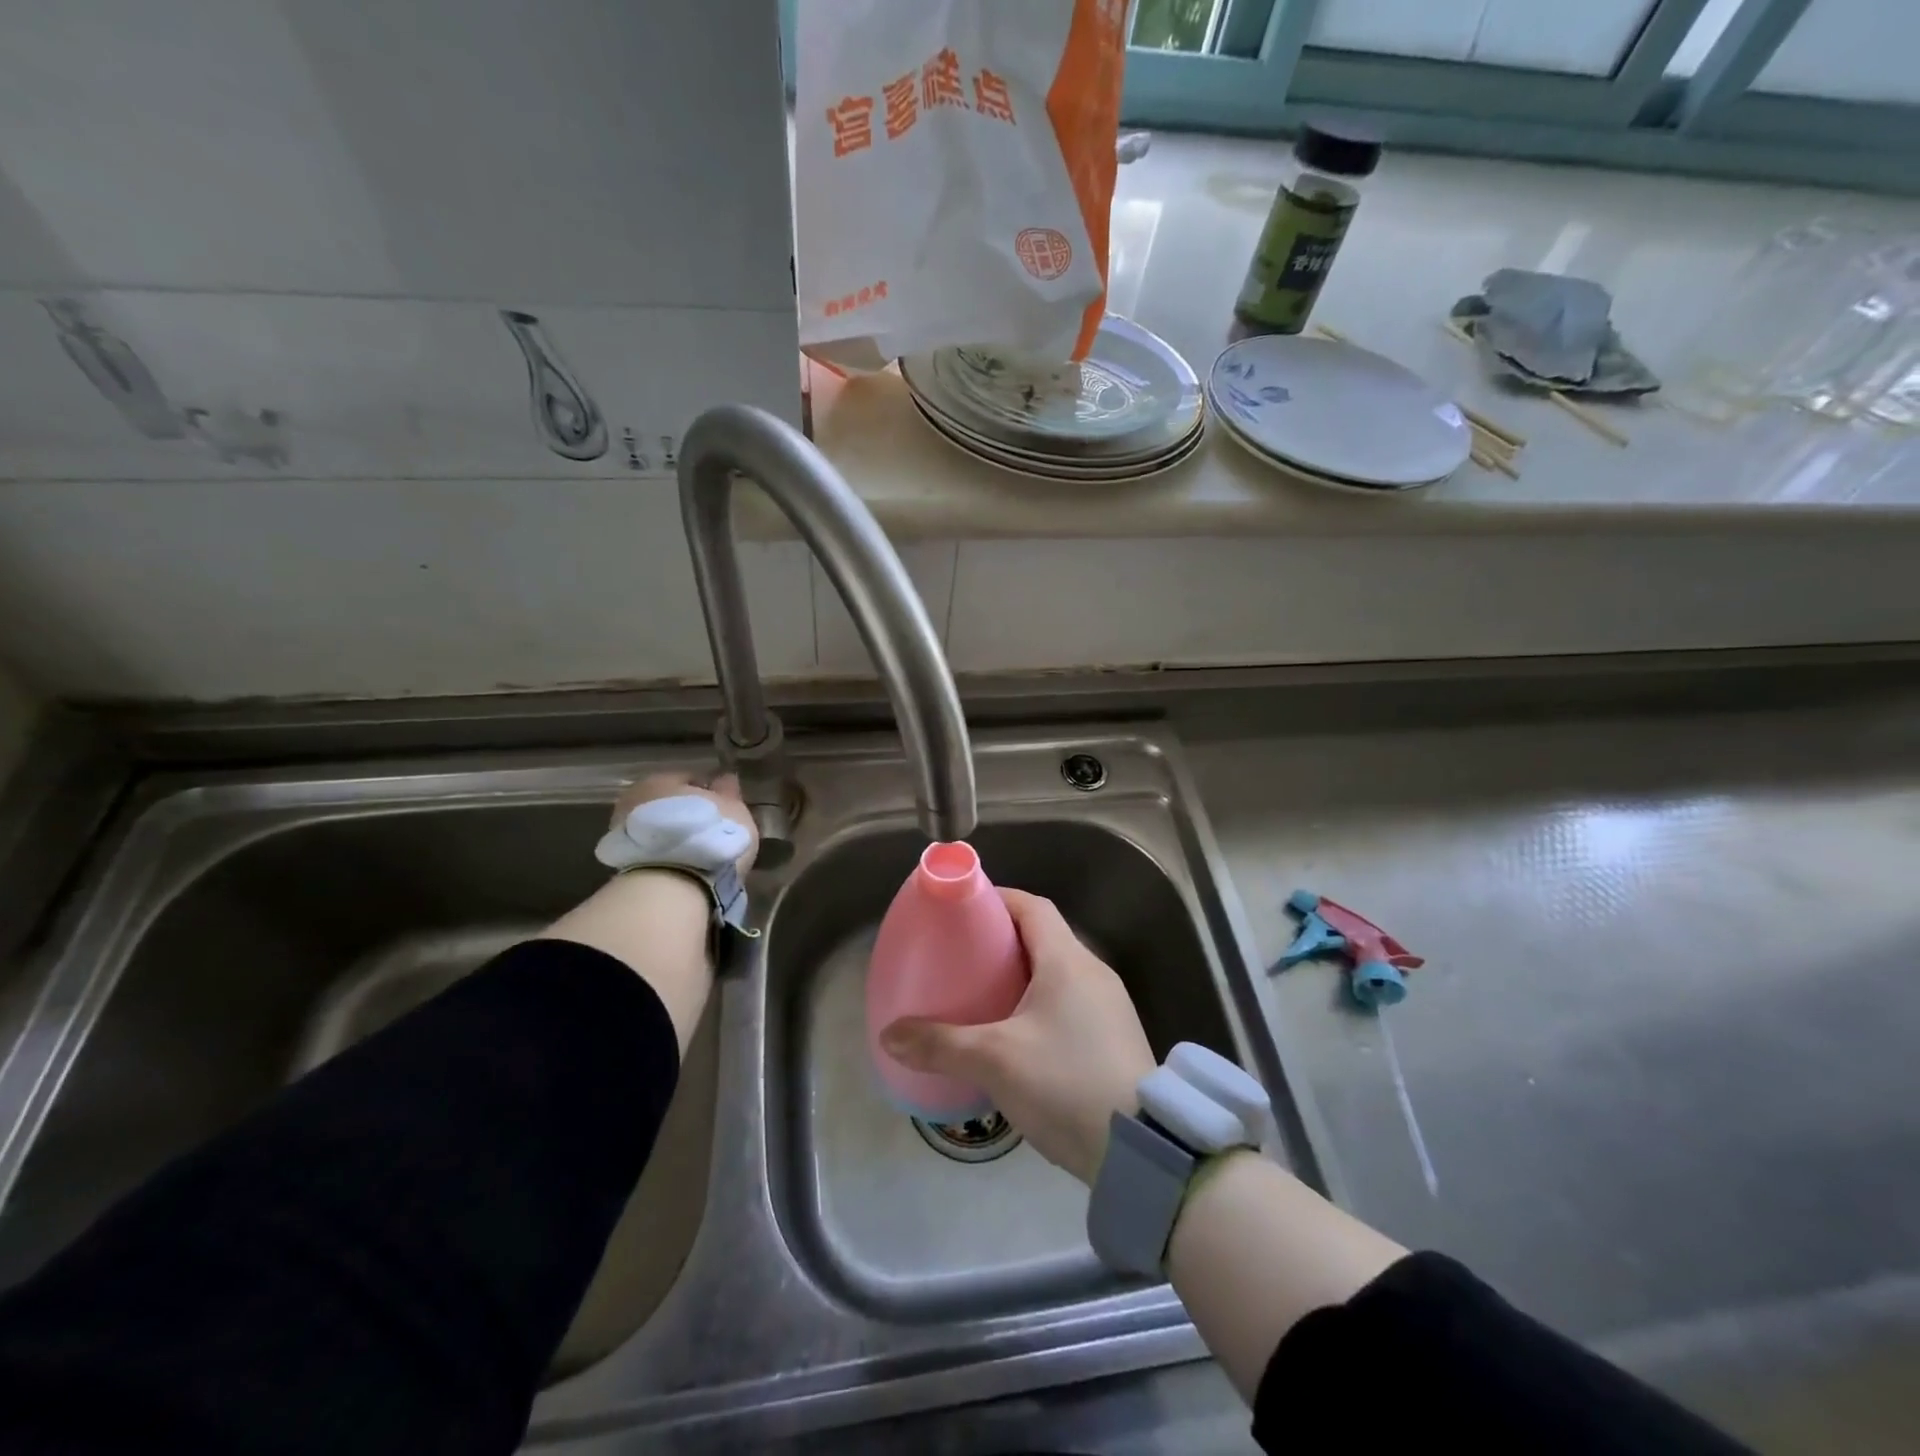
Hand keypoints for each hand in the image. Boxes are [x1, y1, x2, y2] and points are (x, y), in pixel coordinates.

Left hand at [612, 771, 758, 872]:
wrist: (672, 885)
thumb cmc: (709, 835)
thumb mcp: (733, 808)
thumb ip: (728, 791)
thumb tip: (724, 778)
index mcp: (662, 778)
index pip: (690, 778)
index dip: (709, 792)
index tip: (724, 809)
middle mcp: (635, 798)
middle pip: (668, 803)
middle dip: (686, 814)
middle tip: (711, 832)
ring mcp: (623, 832)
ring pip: (657, 829)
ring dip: (674, 837)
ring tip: (698, 854)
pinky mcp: (621, 863)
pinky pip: (651, 852)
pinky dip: (665, 856)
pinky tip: (684, 868)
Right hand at [880, 888, 1155, 1184]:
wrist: (1141, 1149)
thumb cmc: (1065, 1083)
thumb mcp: (995, 1061)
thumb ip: (940, 1044)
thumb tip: (889, 1035)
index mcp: (1067, 961)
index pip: (1032, 906)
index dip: (998, 900)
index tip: (964, 911)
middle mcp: (1093, 972)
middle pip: (1045, 936)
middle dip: (1003, 939)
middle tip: (964, 957)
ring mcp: (1109, 1005)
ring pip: (1058, 971)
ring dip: (1023, 974)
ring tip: (984, 995)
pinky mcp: (1114, 1037)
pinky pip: (1071, 1001)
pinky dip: (1041, 1002)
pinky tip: (1018, 1035)